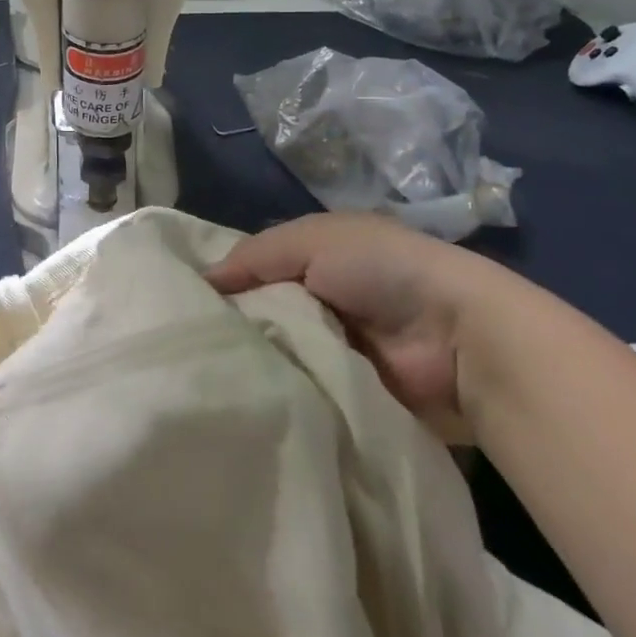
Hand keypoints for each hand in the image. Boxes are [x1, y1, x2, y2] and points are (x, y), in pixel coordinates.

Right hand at [205, 213, 499, 426]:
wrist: (456, 335)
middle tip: (185, 346)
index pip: (255, 268)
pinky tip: (242, 396)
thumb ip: (254, 256)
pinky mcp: (344, 390)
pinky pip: (299, 387)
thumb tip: (201, 280)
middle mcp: (321, 300)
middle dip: (233, 325)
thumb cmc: (381, 269)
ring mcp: (333, 348)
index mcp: (316, 257)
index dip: (223, 281)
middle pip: (263, 312)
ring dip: (253, 360)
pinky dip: (278, 389)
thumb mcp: (311, 240)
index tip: (179, 302)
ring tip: (204, 374)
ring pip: (277, 352)